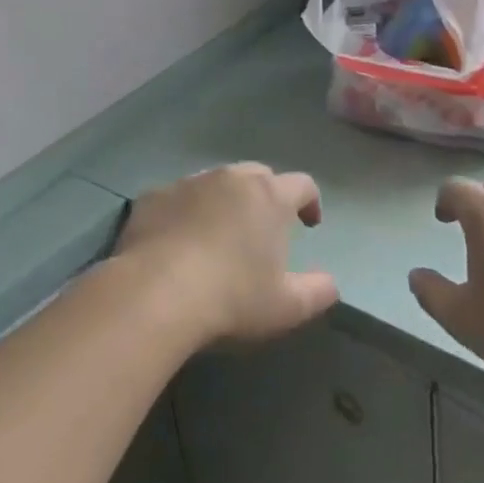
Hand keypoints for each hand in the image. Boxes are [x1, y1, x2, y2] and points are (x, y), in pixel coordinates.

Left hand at [115, 164, 338, 347]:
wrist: (155, 293)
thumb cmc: (232, 297)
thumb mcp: (287, 307)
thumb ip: (318, 291)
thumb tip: (331, 283)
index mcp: (269, 196)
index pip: (302, 184)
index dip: (310, 202)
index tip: (309, 224)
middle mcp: (230, 178)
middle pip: (257, 175)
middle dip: (266, 196)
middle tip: (264, 228)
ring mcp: (188, 183)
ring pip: (215, 183)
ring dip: (224, 201)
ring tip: (219, 234)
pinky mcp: (152, 196)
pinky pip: (177, 198)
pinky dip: (185, 212)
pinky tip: (178, 242)